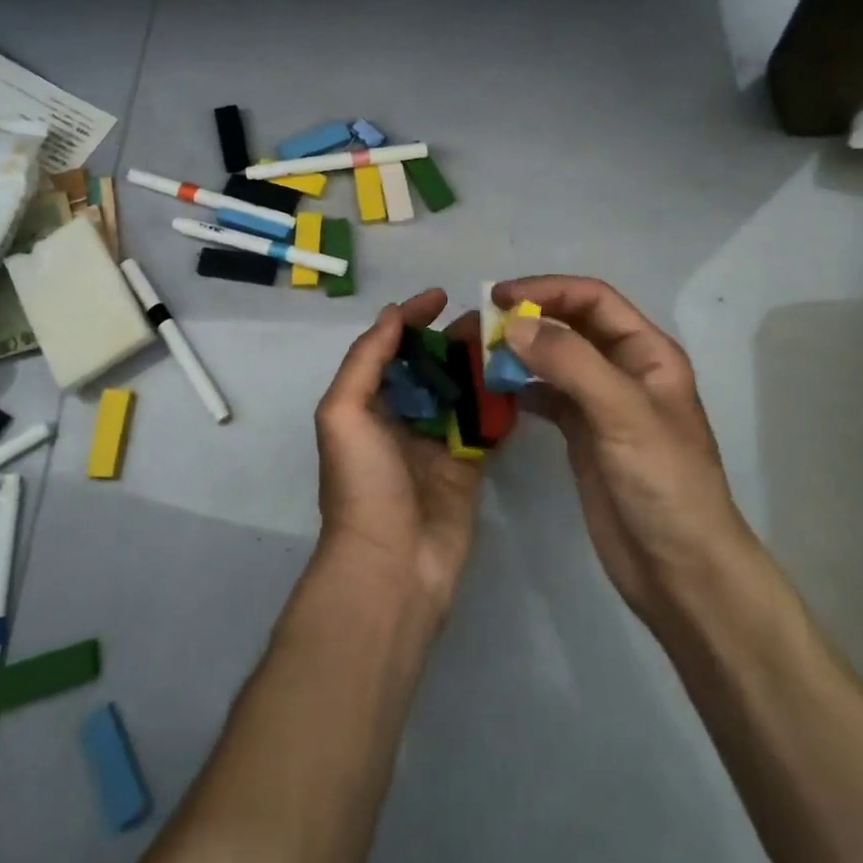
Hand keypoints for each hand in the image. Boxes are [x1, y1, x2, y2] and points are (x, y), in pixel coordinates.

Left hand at [313, 290, 482, 616]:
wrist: (392, 566)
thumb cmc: (362, 483)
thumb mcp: (343, 412)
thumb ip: (366, 359)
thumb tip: (392, 314)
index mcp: (368, 403)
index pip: (391, 347)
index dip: (412, 318)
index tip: (440, 296)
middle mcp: (401, 417)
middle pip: (430, 365)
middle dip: (452, 338)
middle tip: (487, 318)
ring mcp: (436, 442)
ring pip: (460, 391)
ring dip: (478, 365)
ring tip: (508, 340)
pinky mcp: (467, 466)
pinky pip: (484, 425)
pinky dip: (498, 402)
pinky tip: (518, 377)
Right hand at [497, 276, 748, 626]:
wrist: (681, 574)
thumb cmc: (665, 484)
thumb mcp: (623, 414)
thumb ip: (570, 363)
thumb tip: (515, 324)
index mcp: (647, 352)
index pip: (591, 299)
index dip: (546, 291)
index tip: (498, 299)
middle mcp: (623, 368)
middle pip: (568, 324)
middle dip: (526, 318)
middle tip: (476, 326)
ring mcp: (600, 402)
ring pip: (552, 359)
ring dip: (517, 352)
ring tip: (476, 355)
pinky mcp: (581, 434)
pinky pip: (544, 395)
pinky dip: (518, 387)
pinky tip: (491, 391)